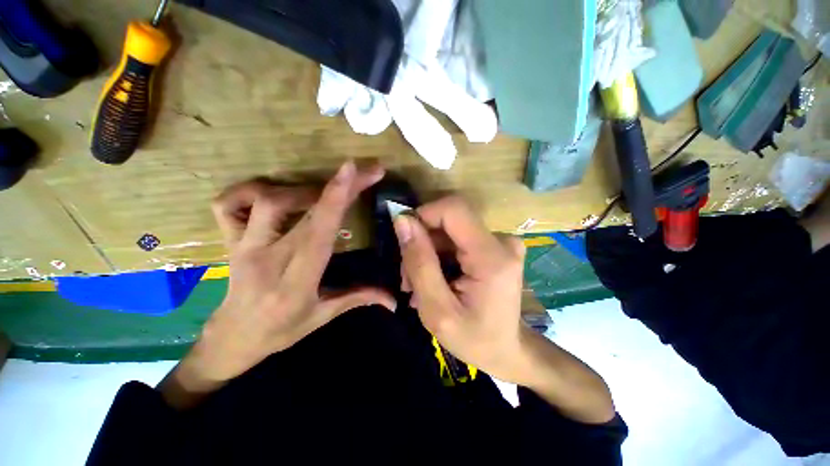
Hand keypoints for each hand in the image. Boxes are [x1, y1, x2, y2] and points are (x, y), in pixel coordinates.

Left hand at [167, 162, 394, 402]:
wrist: (233, 337)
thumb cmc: (282, 329)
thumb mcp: (323, 316)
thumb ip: (359, 298)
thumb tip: (393, 299)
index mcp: (296, 280)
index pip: (318, 232)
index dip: (336, 199)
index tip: (353, 171)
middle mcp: (268, 258)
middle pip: (304, 210)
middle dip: (338, 186)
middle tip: (363, 170)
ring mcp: (244, 245)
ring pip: (267, 200)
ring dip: (302, 189)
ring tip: (324, 193)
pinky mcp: (229, 240)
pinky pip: (229, 204)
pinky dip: (250, 190)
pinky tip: (275, 194)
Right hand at [393, 196, 528, 382]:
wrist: (508, 350)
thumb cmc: (474, 339)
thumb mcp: (437, 309)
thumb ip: (419, 262)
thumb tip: (403, 221)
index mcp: (492, 257)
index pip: (453, 208)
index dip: (423, 215)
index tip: (404, 241)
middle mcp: (501, 241)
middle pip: (448, 220)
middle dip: (421, 242)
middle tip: (408, 278)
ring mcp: (500, 242)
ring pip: (449, 230)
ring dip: (427, 252)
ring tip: (417, 284)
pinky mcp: (495, 246)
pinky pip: (457, 238)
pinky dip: (439, 255)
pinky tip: (432, 279)